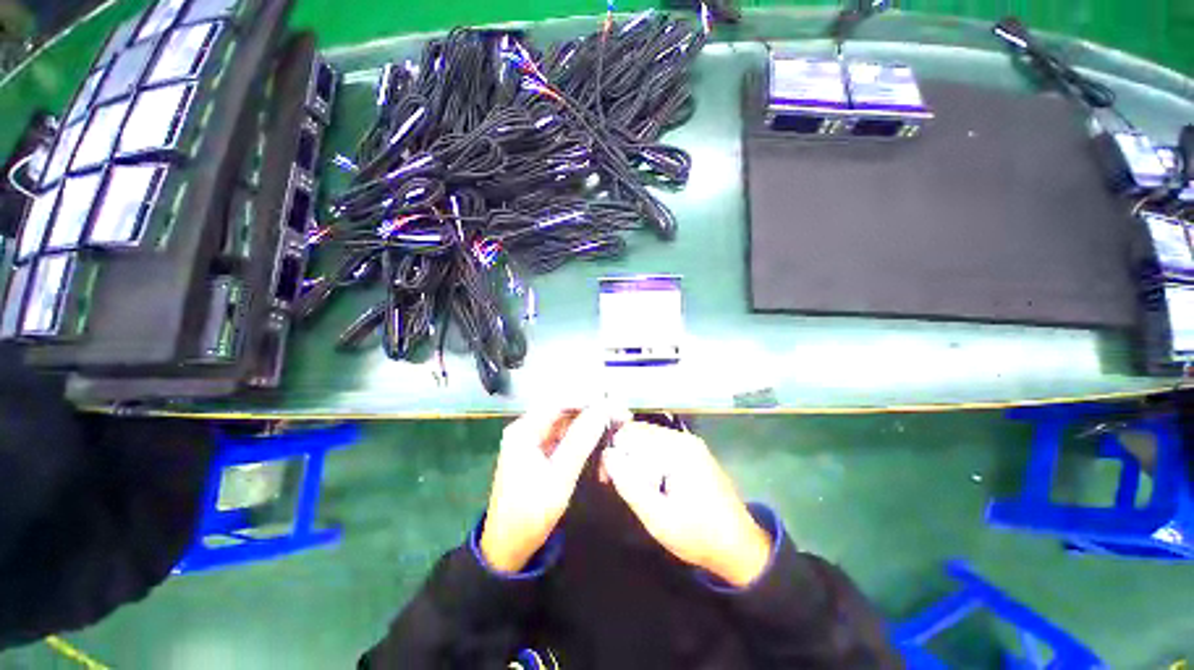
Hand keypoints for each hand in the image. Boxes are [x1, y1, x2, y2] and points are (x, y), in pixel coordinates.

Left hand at [479, 405, 618, 572]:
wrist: (508, 548)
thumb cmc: (530, 514)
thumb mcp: (559, 477)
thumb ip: (580, 440)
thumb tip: (602, 410)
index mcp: (524, 430)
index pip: (559, 401)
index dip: (587, 398)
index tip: (613, 403)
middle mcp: (528, 429)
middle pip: (564, 410)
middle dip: (593, 411)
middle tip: (621, 415)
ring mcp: (534, 441)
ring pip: (567, 423)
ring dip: (591, 424)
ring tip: (616, 426)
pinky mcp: (541, 453)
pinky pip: (565, 438)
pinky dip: (583, 439)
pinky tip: (601, 442)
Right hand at [602, 422, 771, 587]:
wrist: (740, 548)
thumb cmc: (698, 535)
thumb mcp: (657, 518)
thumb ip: (629, 484)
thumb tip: (608, 455)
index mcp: (676, 449)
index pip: (630, 434)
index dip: (613, 454)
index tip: (606, 480)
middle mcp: (683, 438)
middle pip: (638, 433)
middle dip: (623, 454)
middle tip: (615, 484)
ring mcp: (690, 444)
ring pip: (648, 438)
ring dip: (634, 458)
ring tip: (633, 486)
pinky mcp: (692, 452)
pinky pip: (660, 446)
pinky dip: (648, 459)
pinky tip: (649, 482)